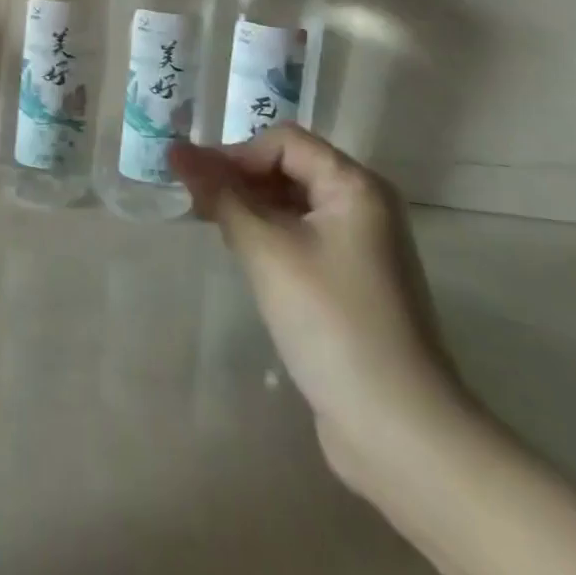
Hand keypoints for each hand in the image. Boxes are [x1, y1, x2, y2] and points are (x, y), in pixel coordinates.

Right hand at [169, 125, 474, 490]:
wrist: (400, 432)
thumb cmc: (332, 322)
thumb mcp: (267, 251)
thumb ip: (220, 196)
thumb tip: (175, 151)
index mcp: (355, 186)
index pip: (285, 142)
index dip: (237, 154)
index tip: (196, 183)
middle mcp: (364, 207)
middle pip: (290, 169)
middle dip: (240, 179)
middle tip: (195, 203)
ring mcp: (362, 248)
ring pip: (294, 206)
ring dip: (251, 209)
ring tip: (212, 226)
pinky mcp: (353, 284)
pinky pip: (303, 239)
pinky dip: (270, 238)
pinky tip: (244, 257)